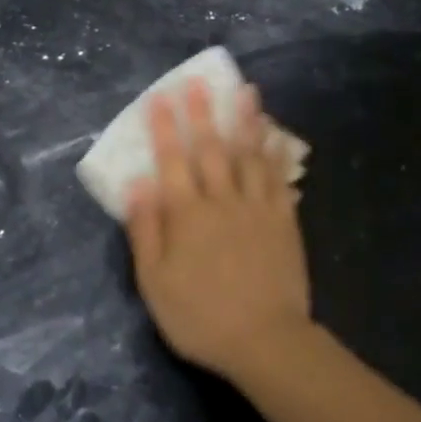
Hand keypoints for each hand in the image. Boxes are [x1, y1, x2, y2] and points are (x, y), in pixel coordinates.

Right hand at [123, 80, 312, 381]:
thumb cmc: (200, 317)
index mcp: (186, 215)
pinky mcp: (284, 220)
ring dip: (245, 120)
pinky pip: (279, 178)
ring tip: (245, 90)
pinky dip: (276, 153)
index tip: (159, 98)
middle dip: (203, 112)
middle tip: (199, 81)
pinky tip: (276, 135)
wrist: (265, 340)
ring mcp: (257, 208)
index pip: (172, 161)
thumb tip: (136, 185)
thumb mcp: (155, 283)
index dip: (165, 128)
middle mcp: (221, 201)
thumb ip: (145, 232)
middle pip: (211, 149)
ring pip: (250, 154)